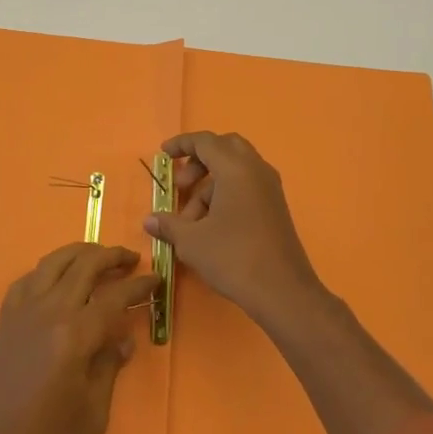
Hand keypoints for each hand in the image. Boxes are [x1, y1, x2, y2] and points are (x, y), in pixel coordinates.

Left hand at [0, 243, 156, 433]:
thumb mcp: (93, 413)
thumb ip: (110, 367)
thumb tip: (124, 340)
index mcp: (75, 335)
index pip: (115, 296)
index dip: (139, 285)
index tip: (157, 280)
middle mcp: (49, 311)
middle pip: (85, 265)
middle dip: (112, 256)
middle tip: (132, 260)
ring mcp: (23, 311)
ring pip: (54, 261)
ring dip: (80, 253)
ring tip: (99, 257)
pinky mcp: (5, 319)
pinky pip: (29, 279)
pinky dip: (49, 270)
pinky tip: (58, 279)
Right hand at [145, 131, 328, 333]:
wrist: (282, 291)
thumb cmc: (233, 257)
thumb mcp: (192, 241)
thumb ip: (169, 224)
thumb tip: (150, 220)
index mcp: (236, 168)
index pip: (205, 141)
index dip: (181, 144)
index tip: (163, 154)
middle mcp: (256, 170)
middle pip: (225, 148)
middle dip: (199, 161)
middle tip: (182, 185)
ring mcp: (270, 188)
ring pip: (235, 170)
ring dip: (209, 186)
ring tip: (191, 221)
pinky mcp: (276, 207)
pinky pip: (247, 186)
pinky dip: (226, 195)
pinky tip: (212, 227)